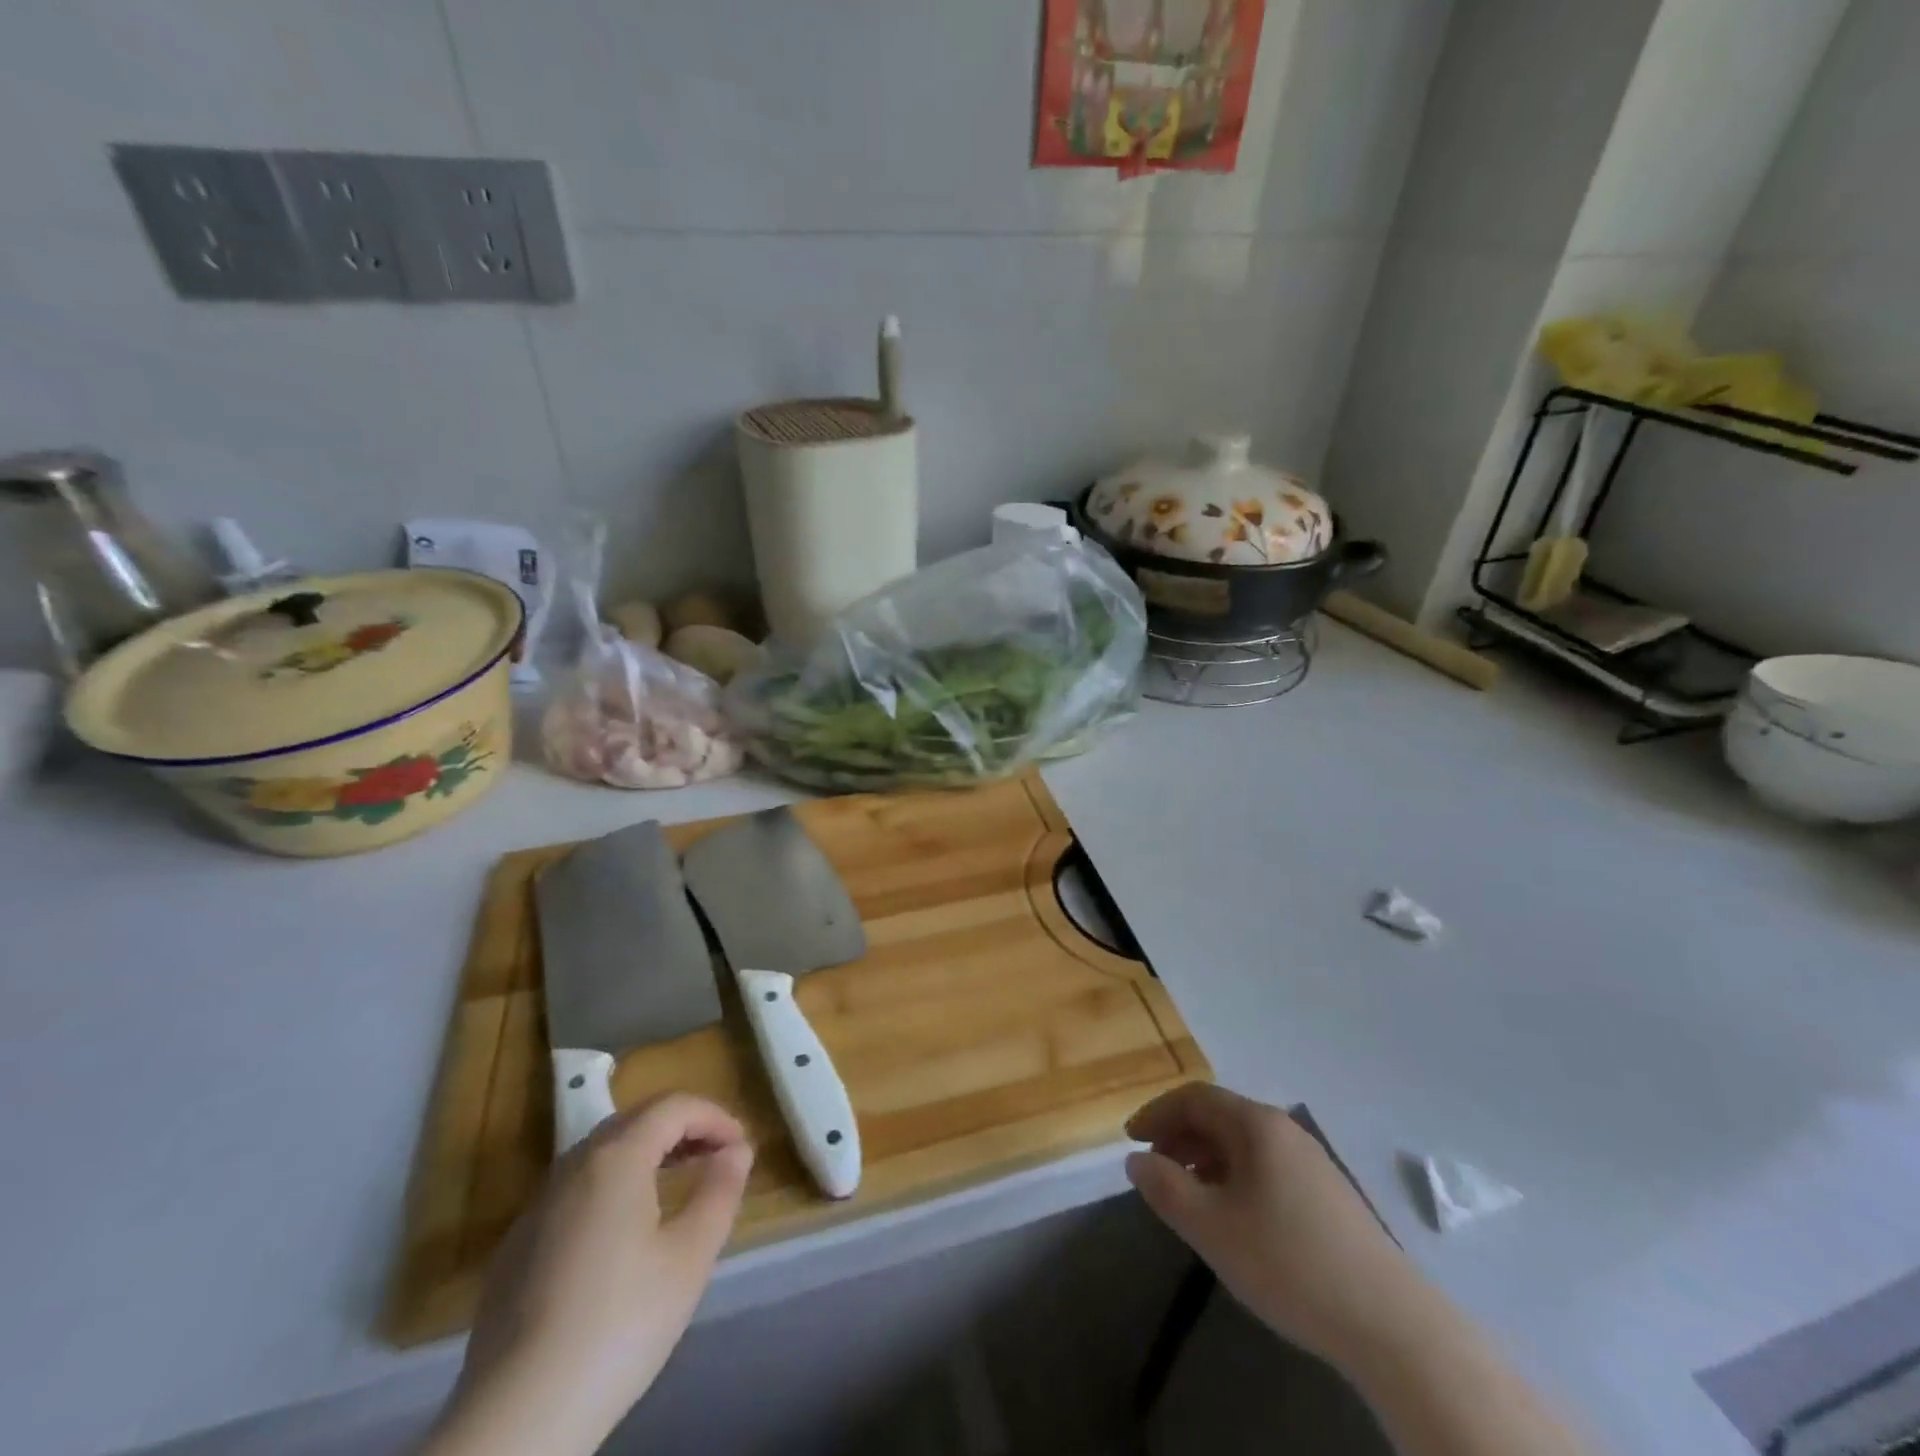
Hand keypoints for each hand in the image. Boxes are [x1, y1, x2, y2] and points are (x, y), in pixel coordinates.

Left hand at [424, 1093, 752, 1455]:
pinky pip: (575, 1189)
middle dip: (682, 1128)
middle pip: (635, 1120)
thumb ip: (719, 1192)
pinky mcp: (516, 1247)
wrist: (517, 1418)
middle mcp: (572, 1166)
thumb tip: (735, 1150)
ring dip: (647, 1152)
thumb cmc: (619, 1324)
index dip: (714, 1116)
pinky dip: (613, 1184)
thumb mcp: (690, 1257)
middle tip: (717, 1154)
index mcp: (616, 1158)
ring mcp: (537, 1207)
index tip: (742, 1145)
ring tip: (678, 1181)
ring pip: (601, 1153)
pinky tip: (625, 1228)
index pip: (673, 1107)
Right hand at [1126, 1083, 1430, 1370]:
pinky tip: (1233, 1218)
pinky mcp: (1328, 1196)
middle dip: (1179, 1136)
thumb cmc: (1288, 1262)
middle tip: (1154, 1168)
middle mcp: (1285, 1131)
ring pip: (1243, 1145)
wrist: (1390, 1324)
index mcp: (1256, 1125)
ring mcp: (1311, 1162)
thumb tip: (1137, 1160)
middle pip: (1220, 1116)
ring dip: (1205, 1159)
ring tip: (1187, 1196)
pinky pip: (1266, 1168)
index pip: (1194, 1097)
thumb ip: (1165, 1188)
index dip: (1157, 1112)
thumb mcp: (1211, 1227)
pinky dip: (1234, 1178)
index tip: (1130, 1139)